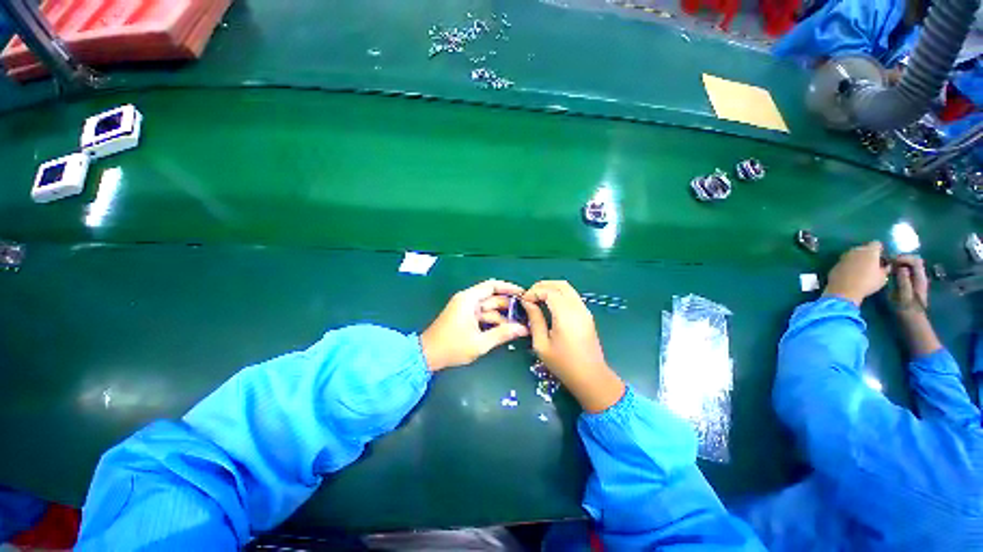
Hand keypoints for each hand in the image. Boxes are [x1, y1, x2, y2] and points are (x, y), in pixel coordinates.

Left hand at [420, 280, 528, 371]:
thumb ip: (502, 334)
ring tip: (520, 324)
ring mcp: (465, 308)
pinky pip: (482, 315)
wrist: (427, 355)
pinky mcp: (464, 317)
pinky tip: (506, 329)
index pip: (492, 286)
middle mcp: (467, 300)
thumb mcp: (480, 343)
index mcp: (469, 299)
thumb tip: (523, 329)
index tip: (524, 294)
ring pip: (488, 307)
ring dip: (502, 315)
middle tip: (526, 313)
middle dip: (508, 305)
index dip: (509, 288)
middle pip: (492, 297)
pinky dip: (493, 320)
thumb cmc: (452, 347)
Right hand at [522, 281, 624, 412]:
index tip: (523, 301)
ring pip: (567, 288)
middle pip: (560, 285)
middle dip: (542, 286)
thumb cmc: (563, 364)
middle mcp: (577, 308)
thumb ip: (535, 320)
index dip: (534, 292)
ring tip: (537, 299)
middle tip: (529, 297)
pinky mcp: (587, 314)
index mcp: (566, 315)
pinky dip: (559, 294)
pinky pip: (572, 296)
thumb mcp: (542, 344)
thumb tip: (527, 303)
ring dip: (551, 288)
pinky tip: (549, 305)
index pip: (549, 291)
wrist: (591, 377)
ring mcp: (584, 310)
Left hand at [823, 241, 890, 305]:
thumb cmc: (867, 283)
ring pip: (853, 254)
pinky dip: (848, 265)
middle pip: (864, 248)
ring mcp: (844, 257)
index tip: (881, 257)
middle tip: (871, 264)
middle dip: (867, 254)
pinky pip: (845, 262)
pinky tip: (850, 274)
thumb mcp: (883, 277)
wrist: (843, 290)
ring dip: (857, 259)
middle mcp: (856, 250)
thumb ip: (885, 269)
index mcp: (870, 251)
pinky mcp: (835, 264)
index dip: (879, 249)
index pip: (876, 244)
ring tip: (861, 269)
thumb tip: (885, 266)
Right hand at [889, 256, 941, 355]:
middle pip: (913, 261)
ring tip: (887, 267)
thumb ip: (903, 280)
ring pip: (909, 266)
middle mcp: (920, 277)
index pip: (915, 260)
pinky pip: (906, 272)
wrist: (911, 322)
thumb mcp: (904, 295)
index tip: (890, 260)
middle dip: (901, 259)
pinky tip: (890, 274)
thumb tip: (900, 266)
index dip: (903, 257)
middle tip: (887, 263)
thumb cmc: (907, 310)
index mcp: (920, 278)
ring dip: (899, 264)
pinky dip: (899, 270)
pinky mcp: (910, 285)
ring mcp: (916, 281)